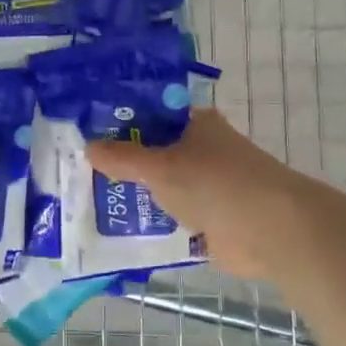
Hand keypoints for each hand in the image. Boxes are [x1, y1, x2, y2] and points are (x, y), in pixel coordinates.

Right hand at [84, 110, 295, 268]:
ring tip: (87, 200)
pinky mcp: (209, 220)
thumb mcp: (159, 166)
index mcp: (195, 124)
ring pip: (161, 187)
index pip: (150, 115)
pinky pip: (171, 218)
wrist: (268, 230)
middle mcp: (201, 150)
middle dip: (121, 163)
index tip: (85, 134)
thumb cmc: (214, 183)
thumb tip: (88, 147)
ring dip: (135, 196)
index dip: (119, 123)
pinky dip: (151, 224)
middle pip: (153, 153)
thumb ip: (123, 158)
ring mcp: (206, 186)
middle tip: (78, 170)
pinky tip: (117, 230)